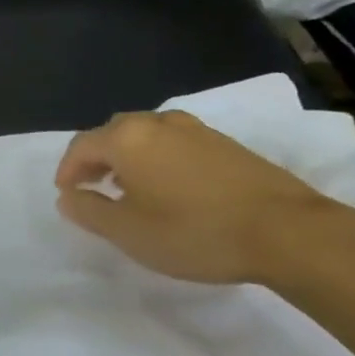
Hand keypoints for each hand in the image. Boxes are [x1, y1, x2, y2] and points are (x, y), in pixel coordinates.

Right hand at [53, 110, 351, 284]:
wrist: (288, 231)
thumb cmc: (195, 231)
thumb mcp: (130, 232)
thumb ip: (90, 212)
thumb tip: (67, 197)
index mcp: (126, 138)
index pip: (82, 146)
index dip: (68, 169)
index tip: (66, 194)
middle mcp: (156, 123)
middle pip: (113, 134)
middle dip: (98, 160)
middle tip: (95, 188)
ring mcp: (194, 129)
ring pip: (147, 137)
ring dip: (131, 159)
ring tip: (133, 191)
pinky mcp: (225, 143)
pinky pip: (176, 144)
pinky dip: (161, 160)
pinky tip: (174, 189)